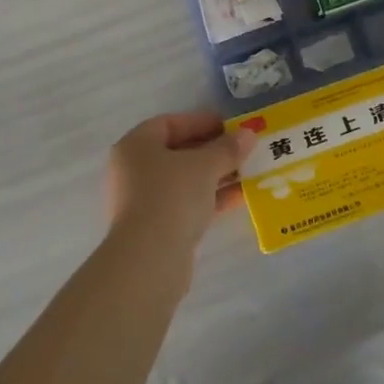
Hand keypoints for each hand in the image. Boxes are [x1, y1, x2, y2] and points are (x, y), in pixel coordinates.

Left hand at [104, 112, 255, 265]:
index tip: (230, 126)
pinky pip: (186, 205)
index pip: (170, 124)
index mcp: (136, 145)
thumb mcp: (204, 166)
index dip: (200, 122)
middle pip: (178, 153)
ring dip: (215, 176)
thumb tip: (248, 134)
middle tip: (242, 151)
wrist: (149, 261)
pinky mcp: (155, 230)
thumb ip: (227, 148)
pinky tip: (240, 198)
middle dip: (212, 151)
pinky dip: (209, 199)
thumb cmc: (171, 196)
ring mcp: (143, 201)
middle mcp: (134, 170)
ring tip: (248, 174)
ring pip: (184, 181)